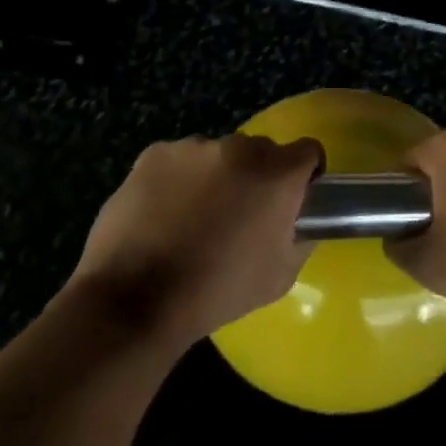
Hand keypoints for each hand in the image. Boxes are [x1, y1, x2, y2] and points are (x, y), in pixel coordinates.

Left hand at [69, 133, 323, 348]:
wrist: (137, 298)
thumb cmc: (218, 291)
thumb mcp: (280, 276)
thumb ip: (300, 236)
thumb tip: (298, 220)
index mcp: (278, 174)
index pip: (308, 150)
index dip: (305, 174)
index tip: (292, 199)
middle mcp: (240, 148)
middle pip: (260, 151)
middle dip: (256, 176)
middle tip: (239, 215)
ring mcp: (194, 147)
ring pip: (217, 155)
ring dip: (216, 177)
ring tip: (193, 218)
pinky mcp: (155, 153)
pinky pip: (179, 160)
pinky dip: (178, 179)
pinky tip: (163, 213)